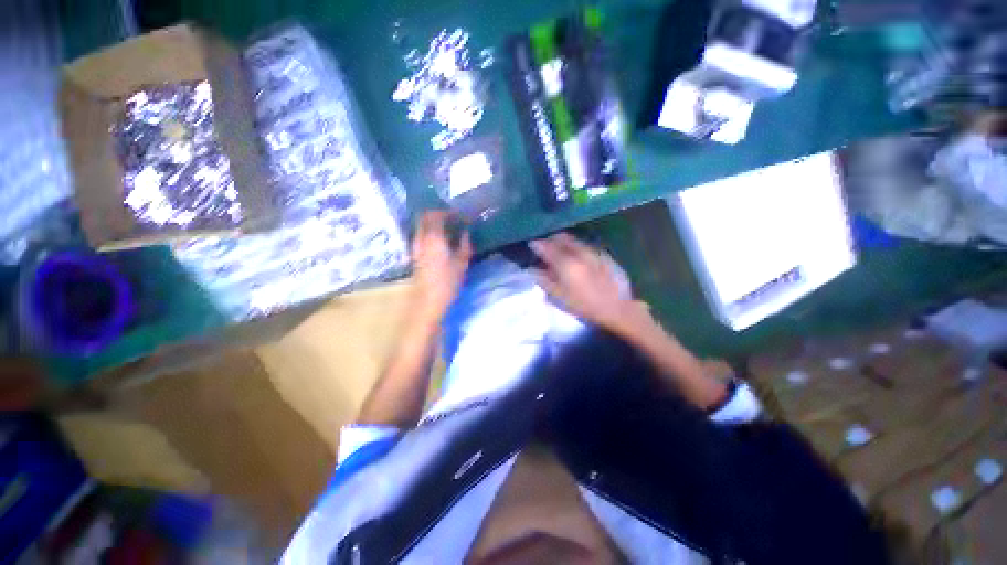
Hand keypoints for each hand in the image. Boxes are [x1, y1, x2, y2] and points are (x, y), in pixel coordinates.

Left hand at [411, 211, 472, 322]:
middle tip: (452, 219)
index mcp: (433, 238)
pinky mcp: (415, 256)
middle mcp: (421, 239)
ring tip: (448, 229)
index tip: (460, 216)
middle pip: (424, 218)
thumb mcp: (462, 263)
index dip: (448, 212)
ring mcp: (416, 247)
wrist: (428, 301)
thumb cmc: (447, 282)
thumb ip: (464, 245)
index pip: (436, 215)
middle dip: (438, 214)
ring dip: (433, 224)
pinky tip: (440, 242)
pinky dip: (430, 233)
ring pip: (421, 227)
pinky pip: (421, 236)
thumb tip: (465, 233)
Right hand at [530, 233, 635, 330]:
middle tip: (546, 246)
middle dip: (552, 239)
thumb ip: (543, 280)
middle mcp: (579, 252)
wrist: (617, 308)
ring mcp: (593, 252)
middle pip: (562, 238)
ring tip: (560, 251)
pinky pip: (586, 246)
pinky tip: (577, 258)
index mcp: (566, 263)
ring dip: (564, 242)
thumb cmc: (584, 305)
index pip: (547, 247)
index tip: (532, 245)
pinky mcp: (604, 255)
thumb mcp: (559, 297)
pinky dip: (577, 248)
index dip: (538, 244)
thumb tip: (531, 269)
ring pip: (575, 240)